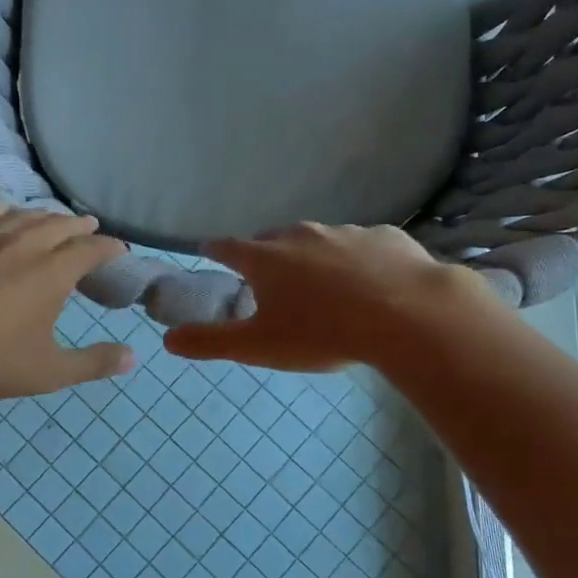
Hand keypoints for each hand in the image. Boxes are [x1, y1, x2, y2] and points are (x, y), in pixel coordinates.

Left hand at [0, 205, 134, 398]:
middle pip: (60, 224)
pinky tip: (3, 215)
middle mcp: (25, 243)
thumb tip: (133, 357)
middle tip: (88, 227)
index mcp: (53, 272)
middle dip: (79, 225)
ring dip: (44, 216)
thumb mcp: (49, 371)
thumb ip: (94, 363)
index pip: (91, 249)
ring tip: (51, 220)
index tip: (117, 249)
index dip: (109, 247)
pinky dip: (4, 211)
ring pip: (24, 215)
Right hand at [164, 223, 471, 372]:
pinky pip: (362, 245)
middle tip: (268, 278)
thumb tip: (167, 339)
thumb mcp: (258, 346)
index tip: (208, 252)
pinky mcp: (387, 236)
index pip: (227, 247)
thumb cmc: (323, 333)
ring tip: (322, 285)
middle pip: (272, 238)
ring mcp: (346, 231)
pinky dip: (357, 259)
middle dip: (265, 253)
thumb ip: (210, 342)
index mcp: (266, 258)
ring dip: (312, 256)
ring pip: (318, 240)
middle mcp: (301, 235)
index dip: (214, 250)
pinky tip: (371, 282)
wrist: (409, 316)